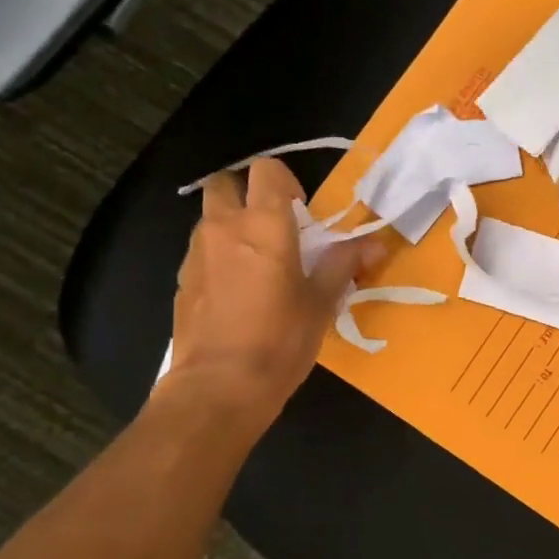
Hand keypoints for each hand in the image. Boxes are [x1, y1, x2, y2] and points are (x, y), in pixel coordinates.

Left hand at [160, 157, 381, 418]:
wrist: (219, 388)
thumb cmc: (280, 341)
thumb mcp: (321, 303)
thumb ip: (343, 264)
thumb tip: (376, 244)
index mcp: (264, 225)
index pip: (266, 171)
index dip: (284, 182)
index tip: (301, 214)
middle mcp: (223, 228)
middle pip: (224, 184)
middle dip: (246, 194)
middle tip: (272, 229)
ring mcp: (196, 254)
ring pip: (210, 219)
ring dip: (231, 227)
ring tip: (256, 265)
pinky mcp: (182, 282)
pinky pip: (201, 253)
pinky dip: (218, 258)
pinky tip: (236, 294)